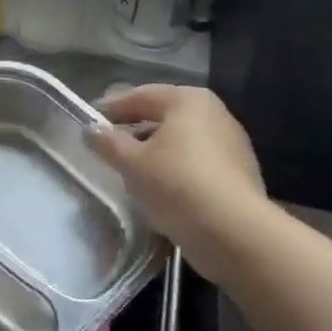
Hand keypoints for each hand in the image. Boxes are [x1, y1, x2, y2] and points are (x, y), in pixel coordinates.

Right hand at [90, 84, 270, 288]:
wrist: (236, 235)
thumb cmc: (178, 185)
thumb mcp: (132, 164)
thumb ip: (108, 143)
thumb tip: (90, 129)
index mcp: (188, 100)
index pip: (141, 96)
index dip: (112, 108)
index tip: (91, 120)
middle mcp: (214, 112)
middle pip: (164, 116)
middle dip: (136, 129)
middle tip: (110, 144)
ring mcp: (232, 143)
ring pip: (182, 141)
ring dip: (157, 151)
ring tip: (132, 170)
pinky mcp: (240, 173)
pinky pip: (198, 163)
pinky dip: (177, 169)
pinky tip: (163, 189)